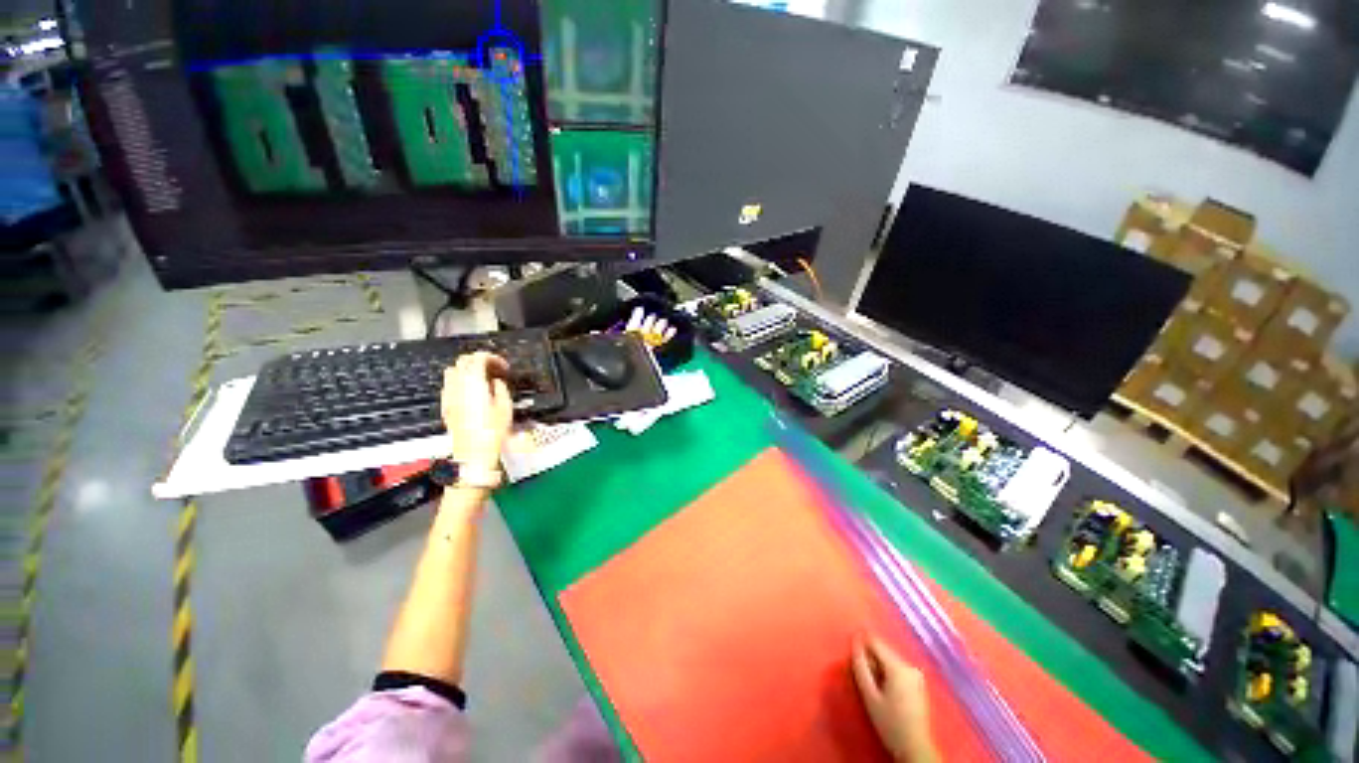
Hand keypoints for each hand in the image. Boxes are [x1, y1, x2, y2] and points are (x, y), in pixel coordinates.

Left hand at [441, 352, 512, 471]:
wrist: (474, 453)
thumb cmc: (491, 433)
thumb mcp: (506, 407)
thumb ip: (500, 388)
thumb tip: (497, 382)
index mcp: (474, 383)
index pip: (478, 358)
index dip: (492, 357)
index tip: (502, 365)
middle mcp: (458, 386)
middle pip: (463, 361)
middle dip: (479, 361)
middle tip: (493, 368)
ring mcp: (449, 396)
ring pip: (452, 371)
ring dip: (467, 370)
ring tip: (482, 378)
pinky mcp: (446, 407)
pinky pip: (449, 386)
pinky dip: (459, 382)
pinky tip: (471, 392)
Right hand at [852, 636, 938, 762]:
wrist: (915, 747)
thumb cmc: (889, 723)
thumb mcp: (869, 695)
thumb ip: (860, 666)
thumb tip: (854, 642)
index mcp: (898, 667)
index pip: (875, 642)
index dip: (860, 644)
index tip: (851, 655)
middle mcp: (909, 665)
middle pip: (883, 651)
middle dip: (870, 659)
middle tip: (862, 678)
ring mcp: (916, 674)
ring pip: (889, 660)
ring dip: (878, 667)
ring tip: (873, 686)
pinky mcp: (919, 682)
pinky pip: (897, 668)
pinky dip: (888, 674)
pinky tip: (885, 690)